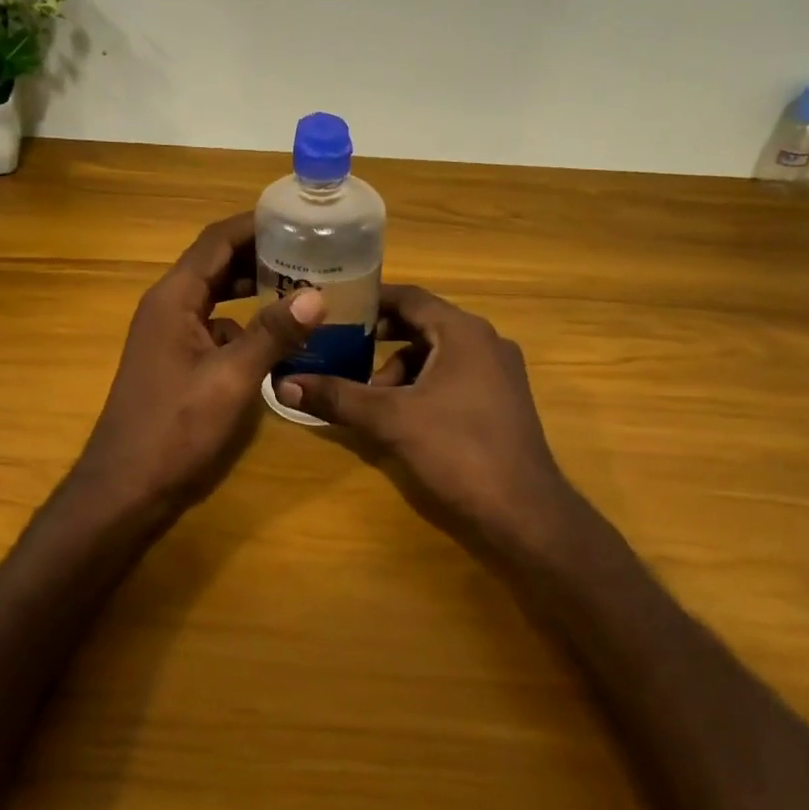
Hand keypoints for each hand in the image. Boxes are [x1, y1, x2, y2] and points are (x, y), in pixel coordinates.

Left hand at [76, 213, 325, 517]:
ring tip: (305, 287)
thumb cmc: (174, 429)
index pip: (217, 241)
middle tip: (313, 252)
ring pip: (218, 297)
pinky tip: (279, 339)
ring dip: (255, 289)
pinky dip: (246, 324)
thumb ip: (272, 334)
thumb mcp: (230, 379)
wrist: (126, 488)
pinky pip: (216, 328)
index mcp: (173, 298)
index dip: (256, 224)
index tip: (299, 218)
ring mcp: (170, 336)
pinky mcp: (177, 362)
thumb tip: (316, 295)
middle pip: (217, 264)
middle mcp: (168, 308)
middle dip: (262, 254)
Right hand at [276, 286, 576, 549]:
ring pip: (437, 355)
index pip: (410, 297)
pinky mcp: (501, 401)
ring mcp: (498, 373)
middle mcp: (486, 342)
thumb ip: (338, 397)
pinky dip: (423, 387)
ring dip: (400, 370)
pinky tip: (402, 417)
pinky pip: (453, 377)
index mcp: (463, 332)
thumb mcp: (390, 420)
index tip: (333, 306)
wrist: (524, 512)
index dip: (369, 300)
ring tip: (370, 398)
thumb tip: (284, 384)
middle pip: (423, 325)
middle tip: (339, 349)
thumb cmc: (458, 451)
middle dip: (379, 339)